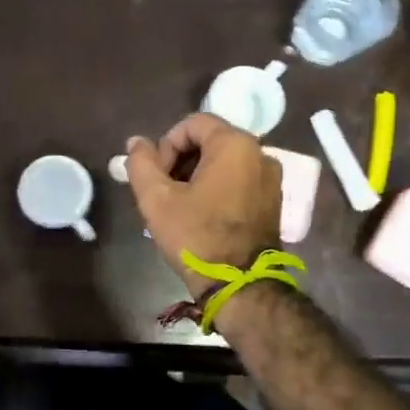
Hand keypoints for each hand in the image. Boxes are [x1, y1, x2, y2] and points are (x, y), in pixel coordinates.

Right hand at [125, 113, 281, 296]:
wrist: (239, 285)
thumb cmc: (196, 236)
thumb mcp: (157, 199)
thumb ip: (141, 163)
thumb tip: (136, 142)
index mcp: (235, 144)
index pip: (192, 124)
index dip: (166, 146)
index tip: (156, 177)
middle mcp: (260, 153)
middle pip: (210, 141)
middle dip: (180, 161)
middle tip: (163, 192)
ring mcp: (271, 179)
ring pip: (224, 162)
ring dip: (197, 176)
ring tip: (179, 206)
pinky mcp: (273, 201)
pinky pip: (239, 180)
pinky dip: (217, 188)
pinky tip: (201, 215)